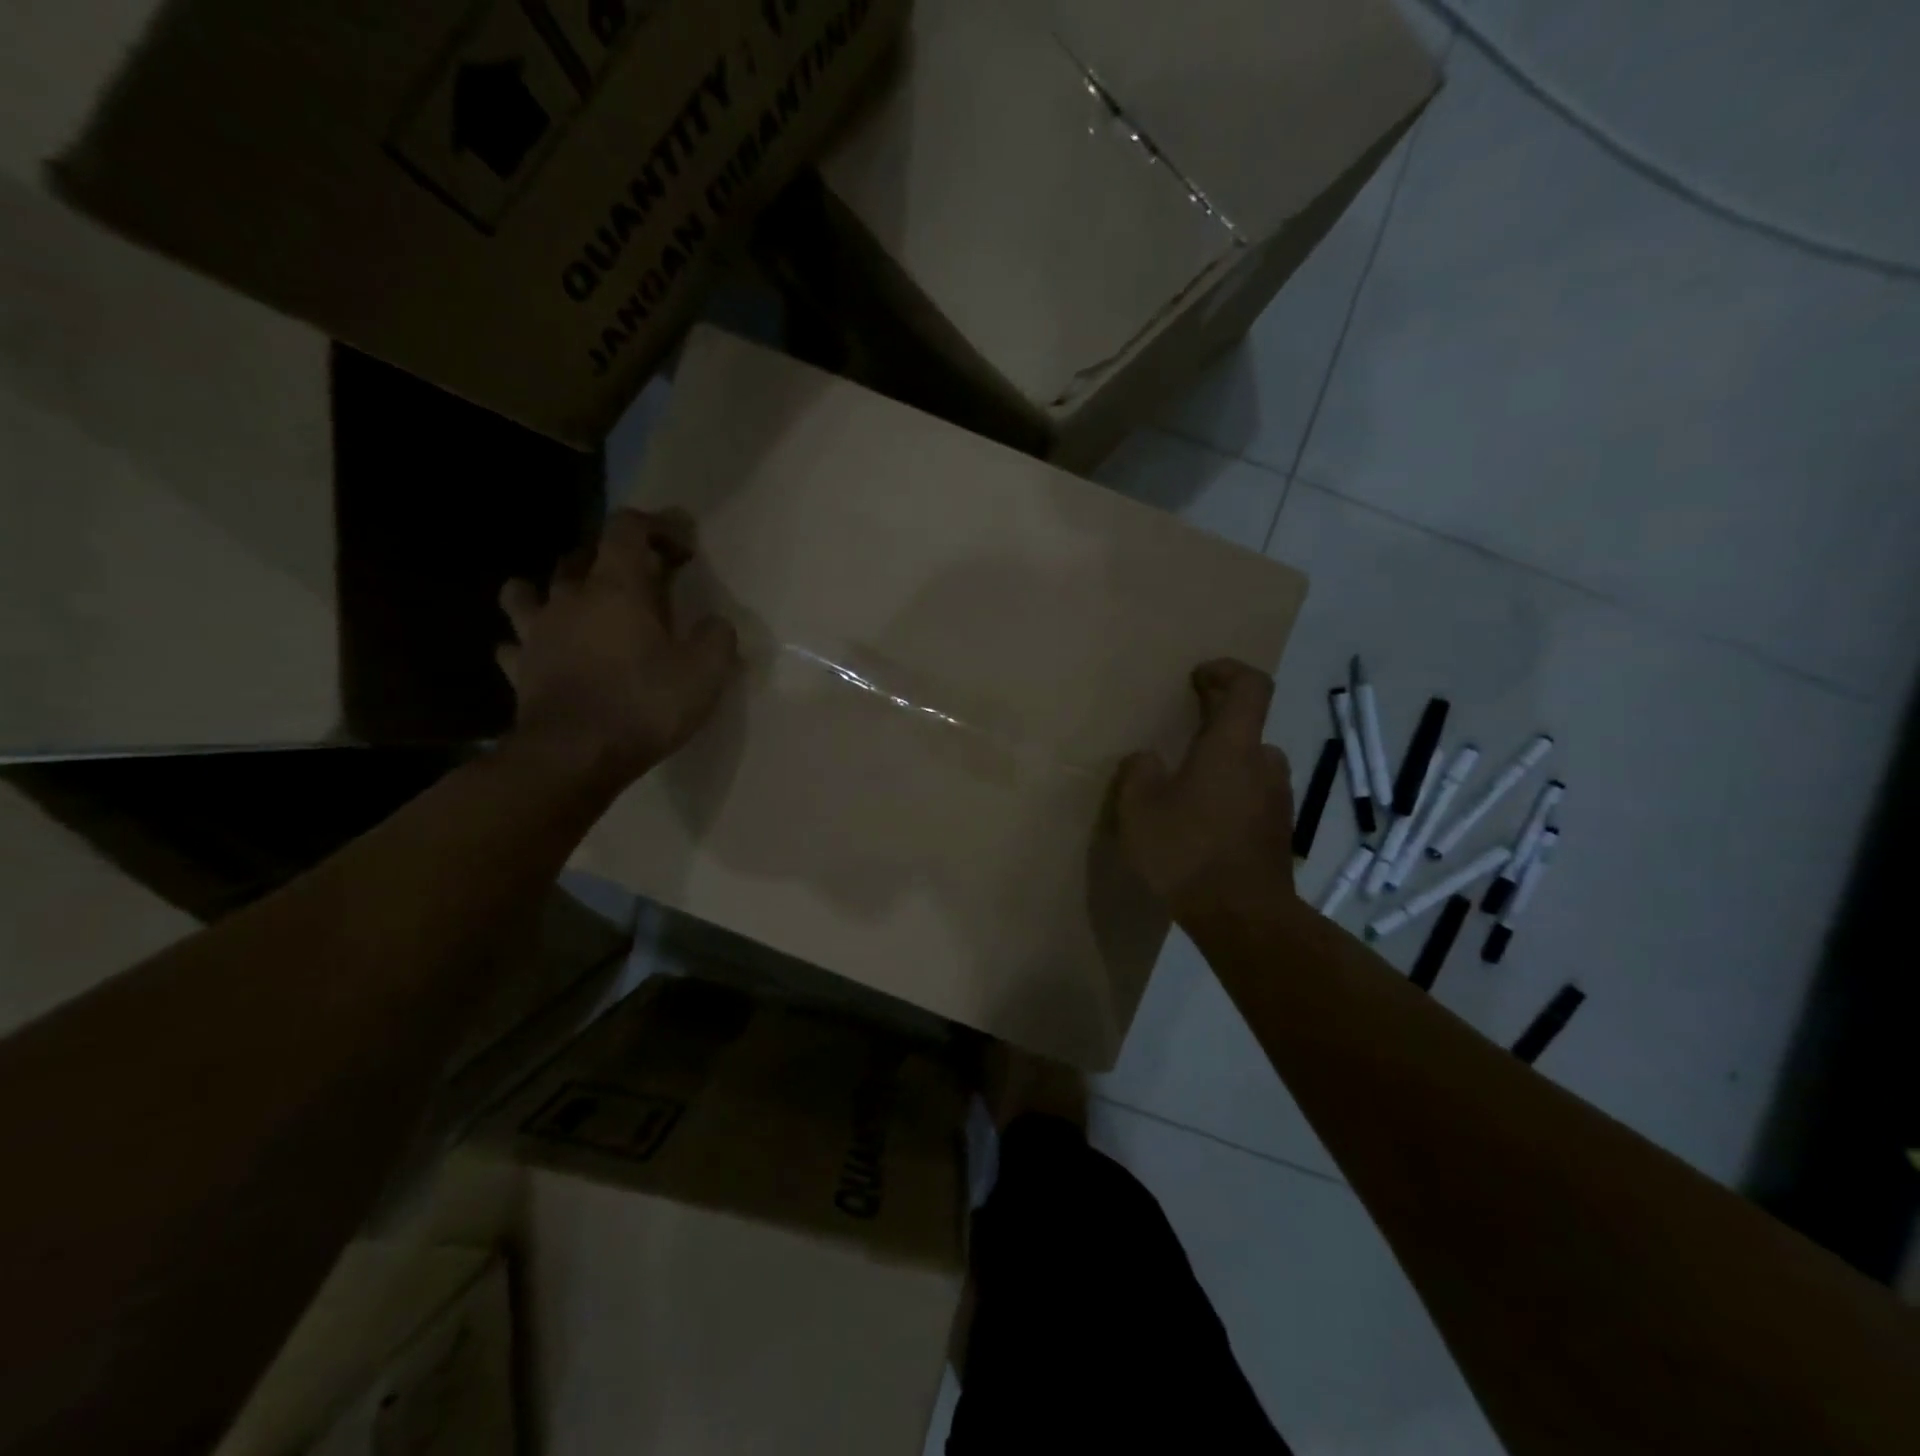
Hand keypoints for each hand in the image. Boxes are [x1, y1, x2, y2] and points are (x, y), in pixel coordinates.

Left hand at [497, 508, 737, 786]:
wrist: (575, 755)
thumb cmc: (644, 705)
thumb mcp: (705, 673)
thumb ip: (716, 639)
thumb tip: (716, 625)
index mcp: (617, 588)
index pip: (628, 529)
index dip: (657, 526)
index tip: (683, 545)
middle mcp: (570, 599)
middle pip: (580, 555)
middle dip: (611, 556)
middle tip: (639, 578)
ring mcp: (537, 633)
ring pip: (528, 591)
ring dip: (550, 589)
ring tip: (570, 603)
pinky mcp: (519, 669)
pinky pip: (514, 644)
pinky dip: (527, 642)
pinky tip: (540, 653)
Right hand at [1113, 659, 1296, 923]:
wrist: (1242, 917)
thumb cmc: (1187, 851)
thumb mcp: (1139, 808)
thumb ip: (1139, 772)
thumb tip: (1148, 760)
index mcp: (1232, 747)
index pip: (1251, 686)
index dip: (1228, 671)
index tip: (1200, 677)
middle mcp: (1264, 764)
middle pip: (1247, 728)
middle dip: (1217, 727)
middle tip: (1182, 740)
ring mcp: (1278, 800)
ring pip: (1250, 767)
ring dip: (1224, 767)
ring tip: (1187, 790)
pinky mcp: (1279, 832)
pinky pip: (1253, 799)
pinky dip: (1231, 798)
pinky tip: (1202, 826)